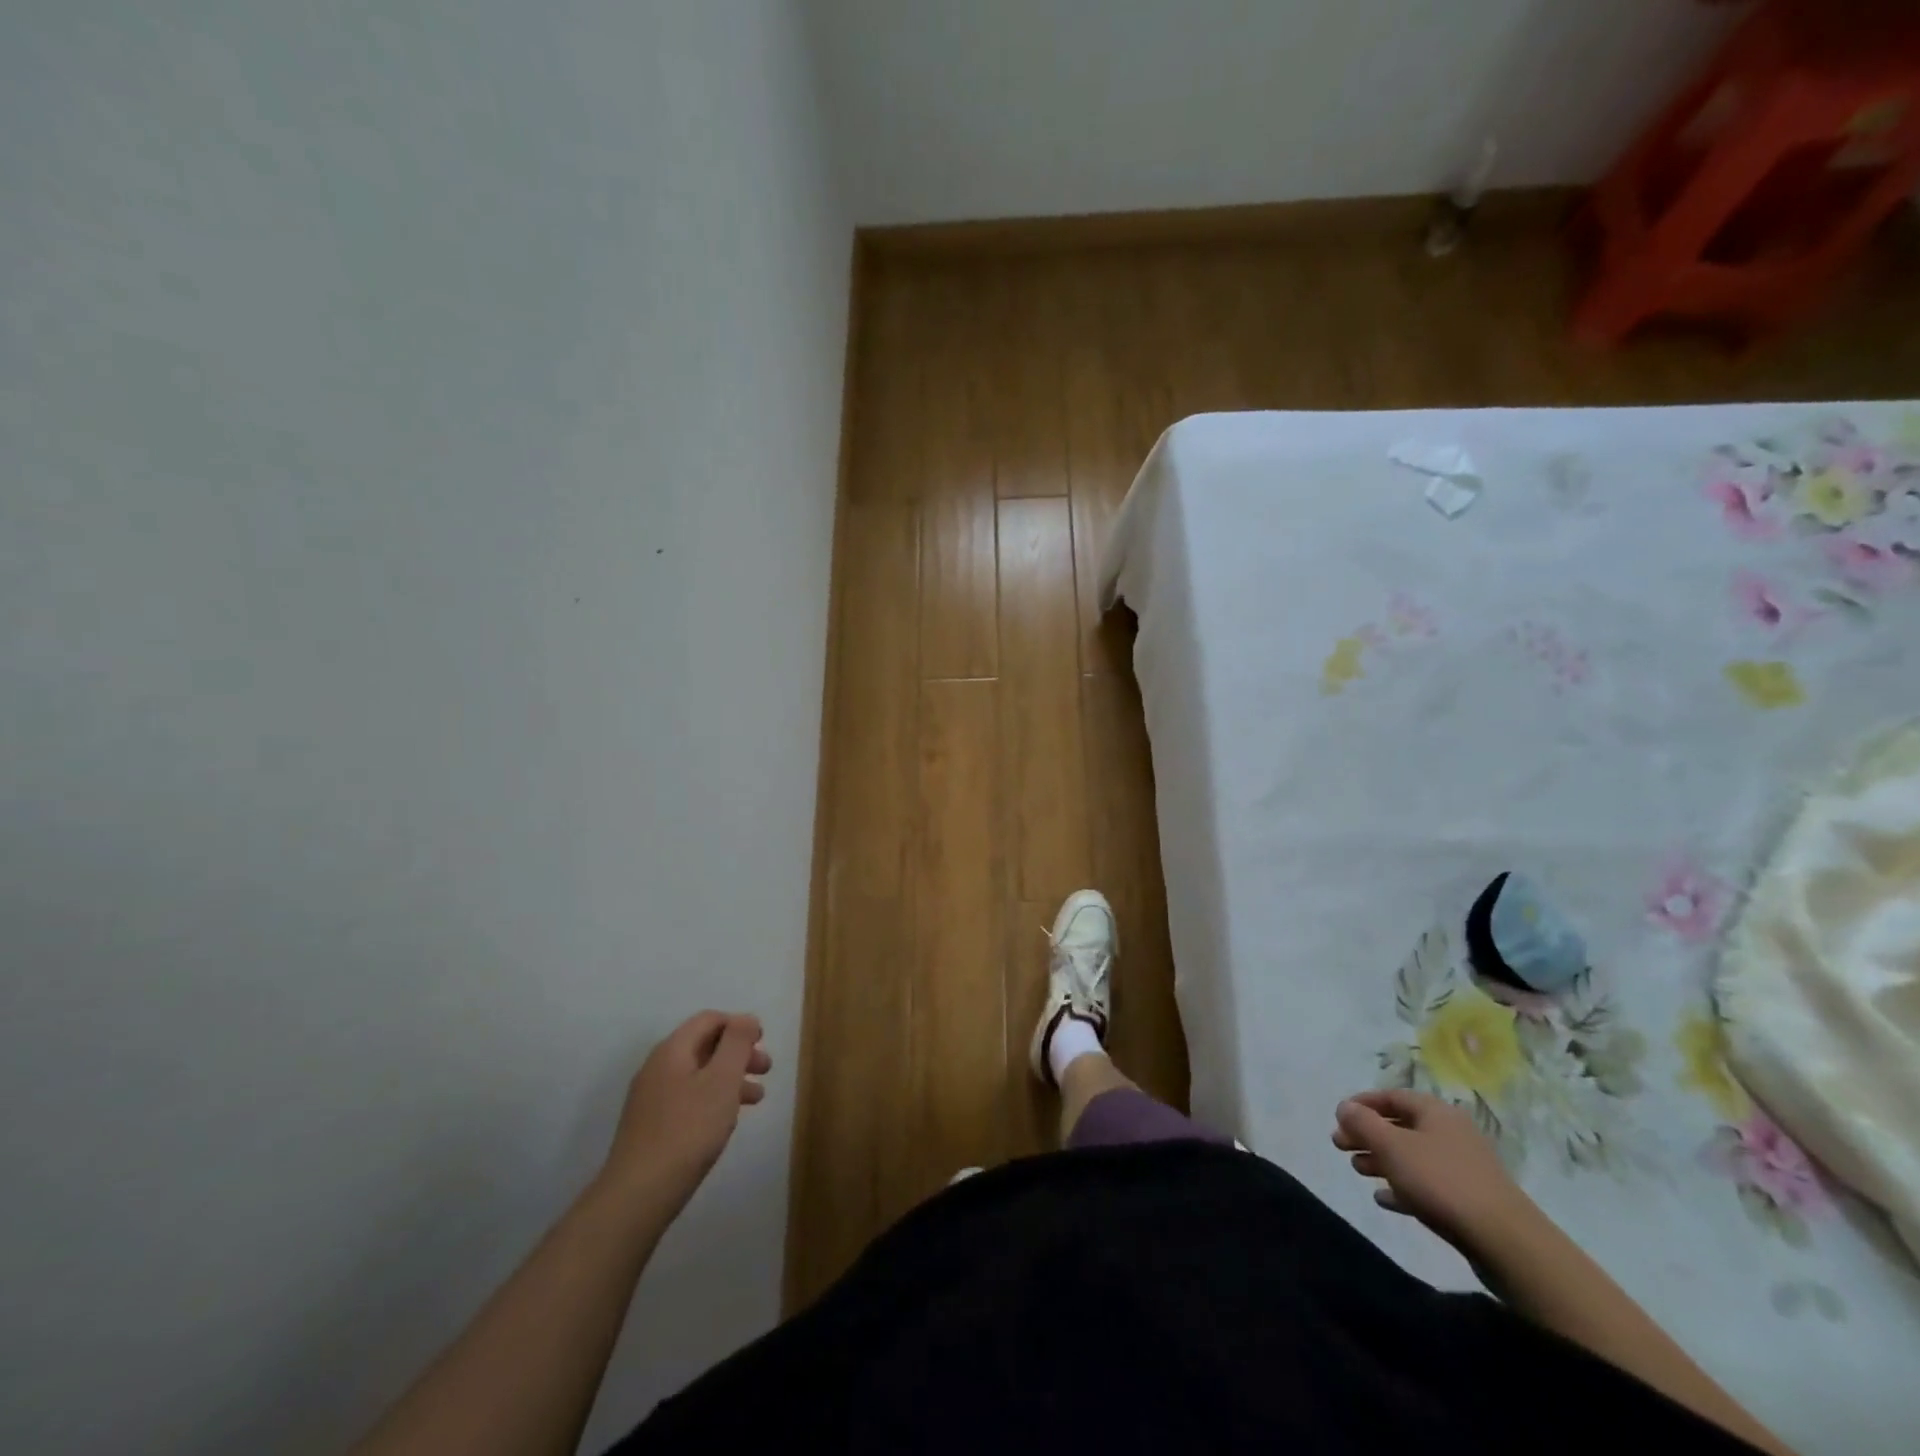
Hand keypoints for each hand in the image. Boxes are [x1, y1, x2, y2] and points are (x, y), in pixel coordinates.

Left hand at [603, 1011, 770, 1207]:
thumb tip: (745, 1018)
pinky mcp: (652, 1126)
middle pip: (704, 1045)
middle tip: (765, 1069)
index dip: (739, 1024)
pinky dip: (713, 1099)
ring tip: (756, 1098)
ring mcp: (652, 1098)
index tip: (763, 1041)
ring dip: (730, 1078)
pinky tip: (727, 1121)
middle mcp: (658, 1067)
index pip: (709, 1019)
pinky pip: (689, 1098)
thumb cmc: (688, 1130)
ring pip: (699, 1074)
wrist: (638, 1194)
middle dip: (738, 1053)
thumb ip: (737, 1043)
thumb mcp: (722, 1080)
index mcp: (672, 1050)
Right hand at [1331, 1089, 1534, 1251]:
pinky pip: (1426, 1185)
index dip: (1361, 1103)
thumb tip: (1345, 1106)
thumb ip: (1363, 1123)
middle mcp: (1450, 1133)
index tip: (1337, 1117)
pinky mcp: (1468, 1200)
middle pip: (1399, 1126)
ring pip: (1411, 1156)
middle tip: (1340, 1146)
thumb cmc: (1441, 1181)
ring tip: (1358, 1171)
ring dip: (1381, 1160)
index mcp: (1435, 1112)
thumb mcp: (1392, 1146)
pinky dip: (1402, 1187)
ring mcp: (1462, 1167)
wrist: (1506, 1242)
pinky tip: (1384, 1199)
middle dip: (1367, 1134)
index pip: (1391, 1096)